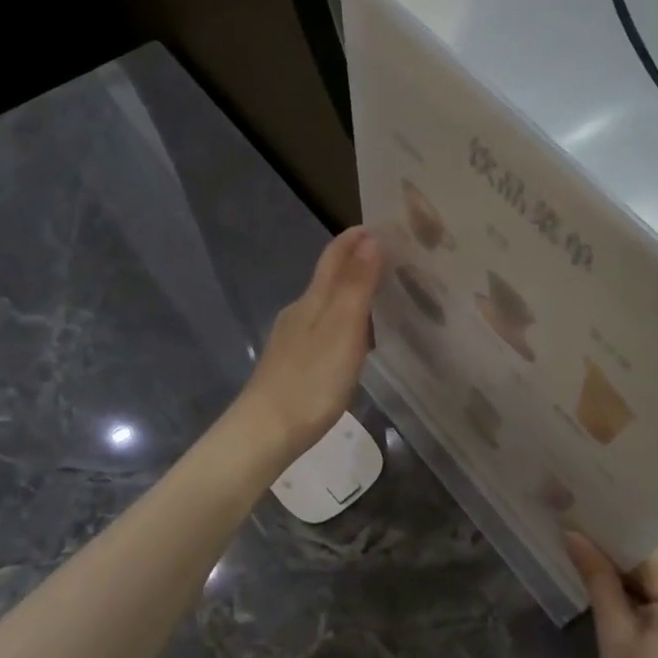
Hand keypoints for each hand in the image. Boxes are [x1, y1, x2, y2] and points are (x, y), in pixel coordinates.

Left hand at [231, 227, 383, 464]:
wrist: (265, 432)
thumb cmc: (311, 381)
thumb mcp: (342, 330)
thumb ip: (356, 285)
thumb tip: (370, 239)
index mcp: (312, 301)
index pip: (334, 257)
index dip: (354, 239)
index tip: (381, 226)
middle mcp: (299, 313)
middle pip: (328, 278)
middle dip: (356, 263)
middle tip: (392, 260)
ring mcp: (291, 340)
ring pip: (324, 305)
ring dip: (350, 294)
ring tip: (380, 298)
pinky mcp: (291, 365)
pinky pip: (321, 330)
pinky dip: (342, 322)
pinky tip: (353, 341)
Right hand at [567, 534, 657, 657]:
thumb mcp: (614, 636)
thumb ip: (598, 580)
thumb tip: (574, 535)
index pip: (645, 546)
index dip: (609, 531)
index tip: (577, 516)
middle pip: (653, 563)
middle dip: (614, 554)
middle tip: (573, 536)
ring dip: (626, 577)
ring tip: (584, 559)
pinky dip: (641, 598)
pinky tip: (610, 594)